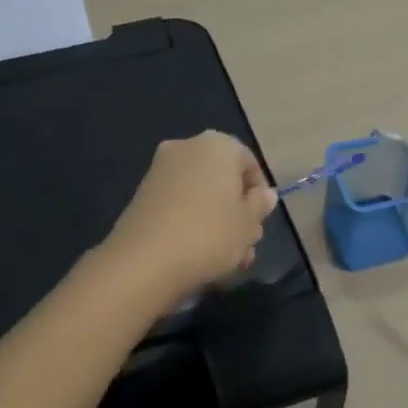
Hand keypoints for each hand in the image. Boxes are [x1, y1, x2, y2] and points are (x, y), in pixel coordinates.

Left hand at [102, 131, 276, 301]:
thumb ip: (260, 204)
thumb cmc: (210, 234)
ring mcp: (160, 171)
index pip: (249, 162)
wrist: (145, 262)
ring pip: (202, 195)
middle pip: (223, 179)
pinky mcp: (143, 196)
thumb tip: (265, 194)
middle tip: (246, 244)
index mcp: (217, 145)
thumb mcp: (248, 223)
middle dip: (238, 211)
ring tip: (228, 259)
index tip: (260, 221)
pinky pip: (180, 204)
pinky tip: (201, 255)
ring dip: (218, 222)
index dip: (259, 193)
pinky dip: (192, 223)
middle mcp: (186, 148)